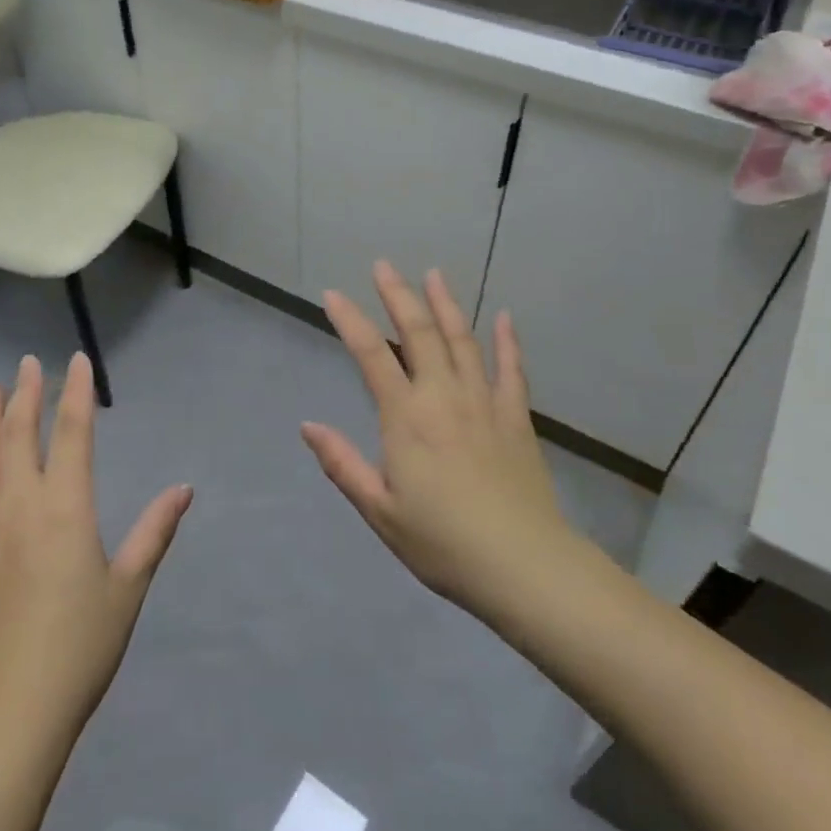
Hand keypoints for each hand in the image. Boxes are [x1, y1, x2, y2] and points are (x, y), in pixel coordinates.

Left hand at [0, 353, 191, 747]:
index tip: (76, 361)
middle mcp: (19, 508)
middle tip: (26, 362)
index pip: (71, 434)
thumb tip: (183, 489)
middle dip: (25, 394)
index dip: (75, 393)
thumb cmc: (79, 648)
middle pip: (19, 436)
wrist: (6, 714)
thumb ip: (154, 532)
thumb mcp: (128, 589)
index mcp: (64, 509)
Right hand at [302, 263, 578, 618]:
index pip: (371, 355)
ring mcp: (484, 402)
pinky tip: (504, 317)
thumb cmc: (442, 542)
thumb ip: (342, 464)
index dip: (349, 320)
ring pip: (463, 340)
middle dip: (398, 295)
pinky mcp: (516, 417)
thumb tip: (308, 425)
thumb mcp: (379, 510)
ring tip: (433, 274)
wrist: (522, 565)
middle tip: (383, 266)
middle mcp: (443, 396)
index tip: (332, 294)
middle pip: (419, 333)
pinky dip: (508, 341)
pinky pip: (511, 369)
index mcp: (406, 417)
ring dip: (446, 304)